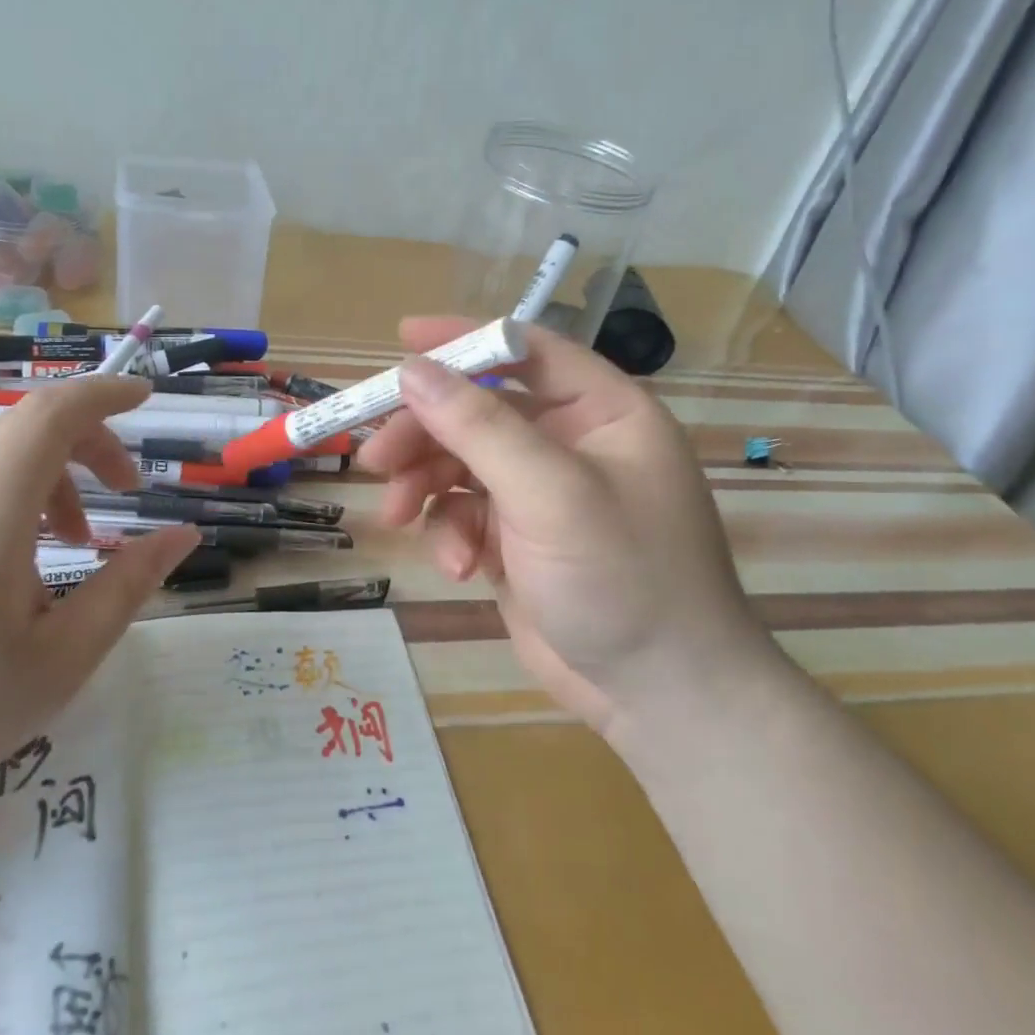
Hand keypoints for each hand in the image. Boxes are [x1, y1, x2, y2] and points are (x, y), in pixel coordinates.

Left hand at [0, 377, 198, 825]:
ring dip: (47, 475)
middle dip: (88, 443)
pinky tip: (0, 563)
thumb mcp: (60, 662)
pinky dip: (3, 493)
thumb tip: (183, 535)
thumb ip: (128, 586)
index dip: (103, 393)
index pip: (48, 415)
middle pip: (25, 426)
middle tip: (124, 492)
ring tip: (65, 545)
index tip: (144, 398)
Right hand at [358, 317, 764, 732]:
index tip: (401, 339)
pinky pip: (464, 512)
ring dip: (424, 485)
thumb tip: (412, 371)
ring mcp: (541, 493)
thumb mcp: (551, 494)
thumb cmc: (623, 578)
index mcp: (602, 411)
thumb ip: (480, 427)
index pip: (527, 351)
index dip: (464, 340)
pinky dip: (449, 532)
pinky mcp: (517, 538)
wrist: (658, 695)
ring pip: (461, 461)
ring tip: (396, 516)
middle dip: (425, 433)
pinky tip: (456, 566)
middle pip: (479, 410)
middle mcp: (571, 442)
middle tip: (376, 458)